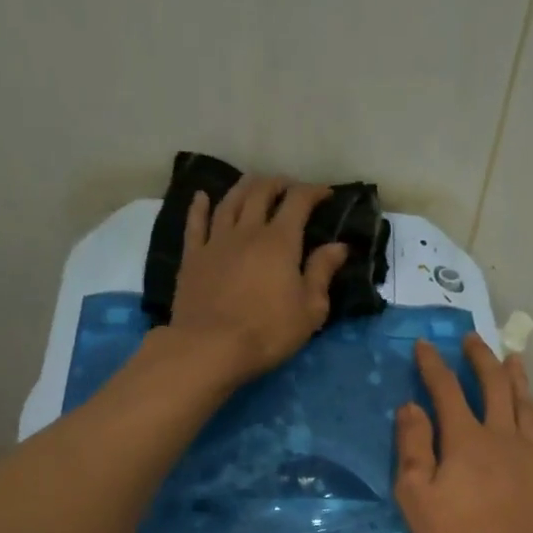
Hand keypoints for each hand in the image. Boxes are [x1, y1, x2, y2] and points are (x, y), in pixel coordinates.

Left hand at [166, 173, 348, 379]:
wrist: (211, 347)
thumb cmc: (269, 332)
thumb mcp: (310, 309)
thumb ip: (322, 273)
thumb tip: (339, 246)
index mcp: (280, 241)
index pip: (298, 202)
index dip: (313, 192)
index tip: (325, 194)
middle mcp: (247, 231)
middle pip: (261, 193)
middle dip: (278, 184)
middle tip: (289, 187)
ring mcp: (216, 241)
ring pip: (230, 202)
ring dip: (244, 187)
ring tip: (254, 184)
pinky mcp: (193, 257)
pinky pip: (195, 223)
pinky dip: (200, 206)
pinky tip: (202, 197)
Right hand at [395, 335, 532, 532]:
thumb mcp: (420, 500)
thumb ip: (413, 450)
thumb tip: (409, 407)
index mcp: (466, 440)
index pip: (446, 390)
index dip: (433, 365)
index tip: (425, 344)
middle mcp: (503, 435)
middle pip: (494, 385)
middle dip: (480, 358)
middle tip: (473, 338)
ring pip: (525, 404)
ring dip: (516, 378)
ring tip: (513, 359)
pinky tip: (532, 417)